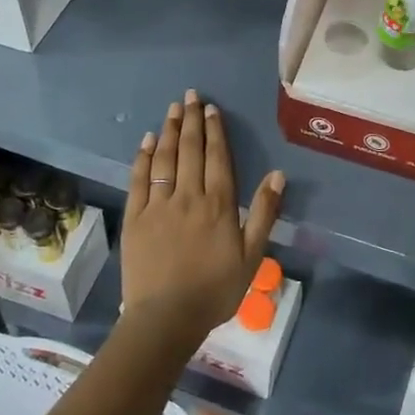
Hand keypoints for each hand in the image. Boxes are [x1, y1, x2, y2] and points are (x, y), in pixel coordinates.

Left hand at [122, 90, 285, 350]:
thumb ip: (264, 213)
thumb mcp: (252, 256)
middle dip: (191, 120)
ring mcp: (158, 205)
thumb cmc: (215, 290)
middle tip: (190, 96)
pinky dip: (144, 157)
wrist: (166, 318)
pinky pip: (139, 179)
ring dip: (169, 131)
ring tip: (173, 109)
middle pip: (191, 150)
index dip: (215, 131)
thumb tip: (278, 174)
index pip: (217, 157)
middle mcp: (188, 196)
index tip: (211, 109)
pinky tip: (147, 141)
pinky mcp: (136, 217)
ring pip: (164, 159)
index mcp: (218, 205)